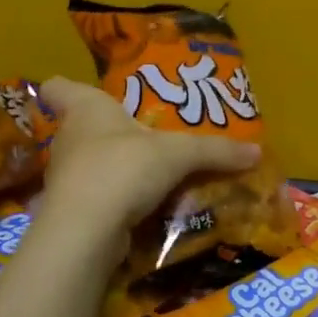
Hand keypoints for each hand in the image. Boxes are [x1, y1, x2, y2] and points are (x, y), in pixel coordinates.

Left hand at [35, 77, 260, 241]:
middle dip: (107, 132)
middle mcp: (69, 138)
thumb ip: (216, 151)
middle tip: (141, 135)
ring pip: (89, 165)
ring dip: (114, 168)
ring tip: (149, 173)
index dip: (66, 86)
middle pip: (81, 128)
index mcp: (86, 109)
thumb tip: (258, 152)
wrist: (86, 230)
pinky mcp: (71, 211)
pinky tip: (143, 208)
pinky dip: (116, 201)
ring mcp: (66, 177)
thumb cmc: (123, 167)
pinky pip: (97, 198)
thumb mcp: (179, 154)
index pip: (59, 87)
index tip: (83, 90)